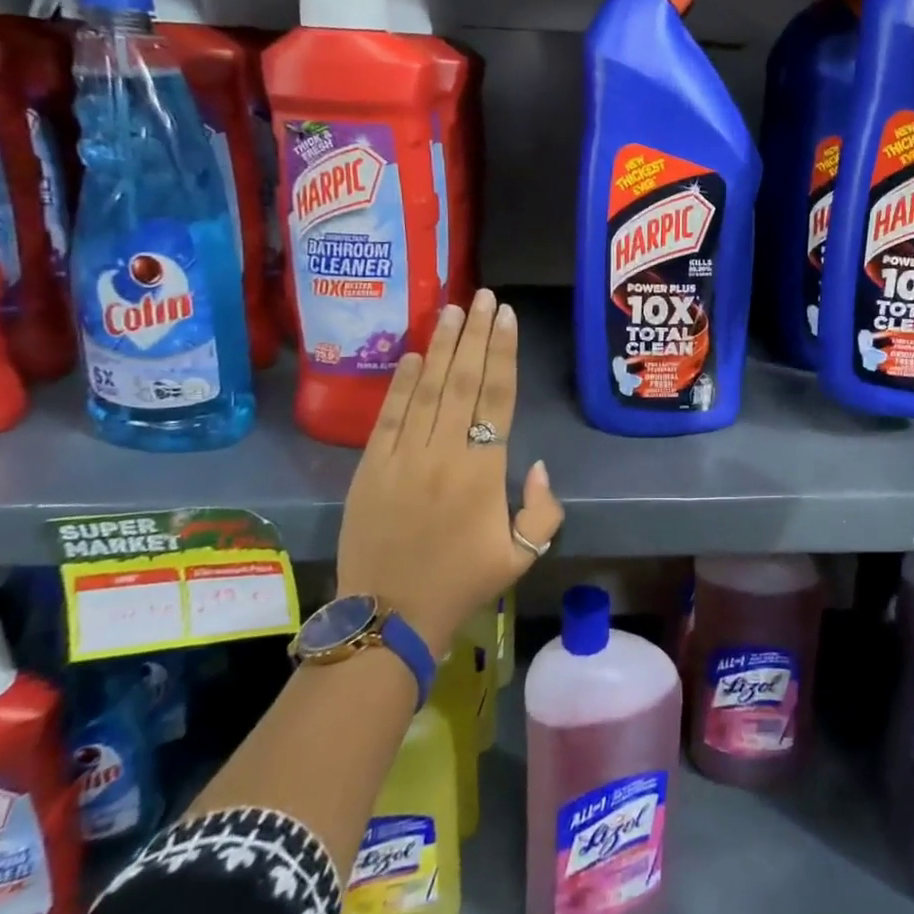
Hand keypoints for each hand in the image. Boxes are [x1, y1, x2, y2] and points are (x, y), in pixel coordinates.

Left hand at [336, 288, 563, 657]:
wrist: (388, 617)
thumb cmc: (461, 583)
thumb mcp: (522, 556)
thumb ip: (543, 509)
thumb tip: (536, 463)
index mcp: (483, 471)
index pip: (497, 397)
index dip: (503, 352)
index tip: (507, 316)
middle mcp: (444, 452)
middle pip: (464, 380)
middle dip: (476, 334)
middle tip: (483, 297)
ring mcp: (402, 457)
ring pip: (428, 388)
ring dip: (442, 346)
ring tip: (453, 309)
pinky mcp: (370, 467)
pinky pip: (390, 414)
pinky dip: (402, 382)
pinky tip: (414, 354)